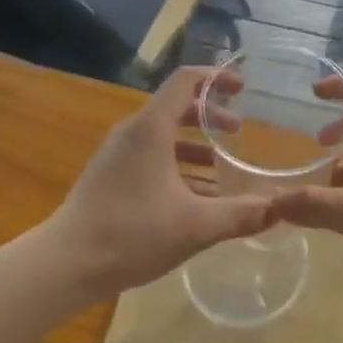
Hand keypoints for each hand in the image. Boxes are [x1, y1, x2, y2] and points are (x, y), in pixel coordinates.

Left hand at [49, 68, 269, 299]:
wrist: (64, 264)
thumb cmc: (131, 234)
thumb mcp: (194, 226)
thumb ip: (239, 214)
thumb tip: (278, 208)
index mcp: (152, 128)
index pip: (186, 81)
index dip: (216, 77)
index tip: (242, 87)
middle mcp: (133, 132)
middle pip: (177, 106)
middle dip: (211, 115)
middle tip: (239, 130)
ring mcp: (117, 154)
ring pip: (163, 134)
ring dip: (195, 143)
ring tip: (221, 165)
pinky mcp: (109, 175)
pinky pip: (150, 155)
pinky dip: (176, 163)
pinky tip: (193, 196)